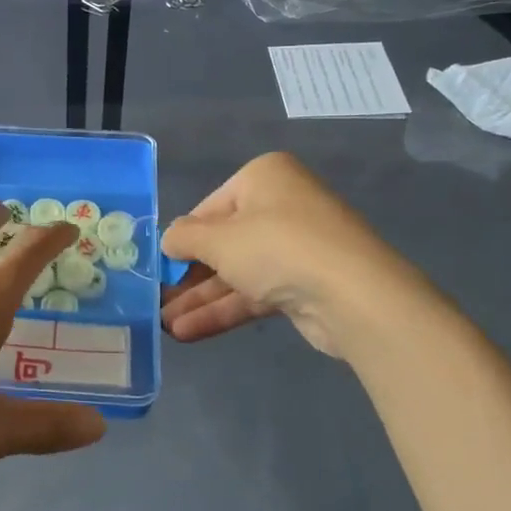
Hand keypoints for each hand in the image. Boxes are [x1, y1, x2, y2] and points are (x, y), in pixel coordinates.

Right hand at [160, 152, 404, 358]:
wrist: (352, 294)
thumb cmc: (277, 247)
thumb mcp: (218, 239)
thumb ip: (185, 238)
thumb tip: (168, 239)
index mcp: (264, 178)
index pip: (210, 207)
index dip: (183, 237)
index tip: (159, 265)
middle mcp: (281, 206)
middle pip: (224, 242)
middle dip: (189, 275)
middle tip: (158, 300)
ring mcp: (295, 247)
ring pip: (237, 272)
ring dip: (201, 299)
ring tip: (164, 325)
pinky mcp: (303, 285)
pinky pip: (254, 293)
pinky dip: (224, 310)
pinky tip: (188, 332)